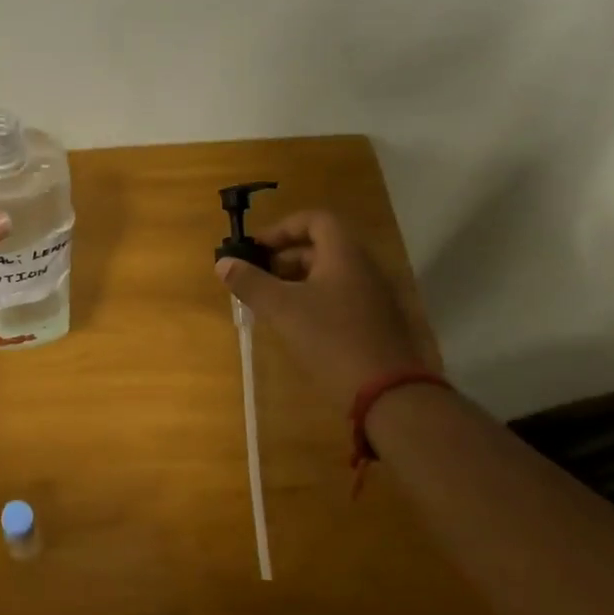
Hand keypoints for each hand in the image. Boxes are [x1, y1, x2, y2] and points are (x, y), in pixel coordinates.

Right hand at [215, 211, 432, 413]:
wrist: (389, 394)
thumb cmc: (331, 340)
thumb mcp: (282, 309)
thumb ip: (251, 283)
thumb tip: (224, 263)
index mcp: (344, 255)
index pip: (315, 220)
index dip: (282, 228)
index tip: (257, 249)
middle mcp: (364, 268)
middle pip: (321, 247)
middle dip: (284, 257)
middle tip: (257, 277)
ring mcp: (374, 296)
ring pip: (330, 274)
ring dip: (297, 281)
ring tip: (270, 303)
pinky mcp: (377, 323)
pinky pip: (341, 297)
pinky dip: (314, 300)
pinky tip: (296, 325)